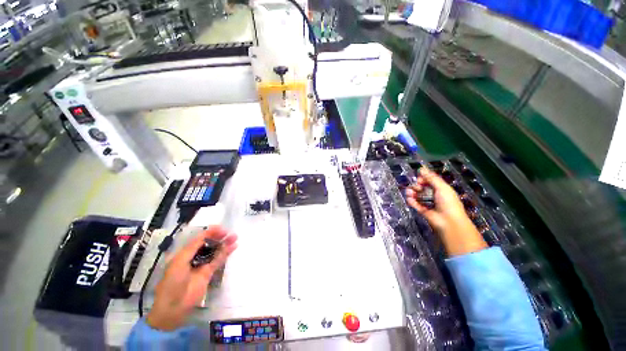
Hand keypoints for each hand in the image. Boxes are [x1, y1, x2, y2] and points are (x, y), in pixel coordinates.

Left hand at [146, 226, 237, 330]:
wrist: (174, 307)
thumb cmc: (172, 282)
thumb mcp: (180, 261)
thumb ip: (194, 247)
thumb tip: (207, 234)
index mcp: (184, 253)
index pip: (199, 239)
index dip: (209, 232)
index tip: (220, 228)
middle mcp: (194, 257)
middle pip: (208, 243)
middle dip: (219, 237)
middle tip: (229, 233)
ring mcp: (202, 265)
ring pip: (215, 251)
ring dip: (224, 243)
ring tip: (235, 237)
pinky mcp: (209, 273)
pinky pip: (218, 260)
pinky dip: (226, 253)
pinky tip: (233, 246)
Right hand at [406, 168, 486, 255]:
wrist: (448, 222)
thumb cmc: (448, 202)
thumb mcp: (442, 187)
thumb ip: (431, 178)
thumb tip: (421, 168)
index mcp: (441, 189)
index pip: (430, 181)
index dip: (424, 178)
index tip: (420, 178)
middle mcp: (434, 195)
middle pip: (422, 187)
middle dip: (417, 185)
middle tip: (417, 186)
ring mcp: (428, 203)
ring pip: (417, 195)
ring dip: (412, 192)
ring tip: (410, 192)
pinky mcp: (422, 210)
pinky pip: (414, 203)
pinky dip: (411, 200)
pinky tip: (409, 198)